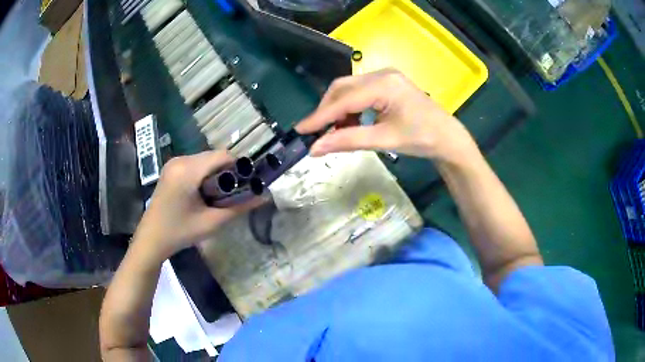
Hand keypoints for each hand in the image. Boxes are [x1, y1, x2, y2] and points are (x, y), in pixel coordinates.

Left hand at [133, 151, 259, 260]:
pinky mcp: (170, 169)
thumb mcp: (211, 222)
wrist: (151, 239)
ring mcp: (173, 163)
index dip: (238, 167)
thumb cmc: (180, 232)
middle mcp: (180, 160)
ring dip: (215, 173)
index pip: (222, 156)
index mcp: (188, 170)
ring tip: (217, 195)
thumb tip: (264, 197)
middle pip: (213, 156)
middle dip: (227, 172)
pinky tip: (202, 192)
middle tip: (231, 194)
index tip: (244, 185)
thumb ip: (239, 208)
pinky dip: (204, 174)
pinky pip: (194, 164)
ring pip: (204, 160)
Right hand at [296, 68, 476, 160]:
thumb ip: (347, 141)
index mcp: (383, 85)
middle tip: (317, 133)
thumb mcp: (383, 140)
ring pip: (348, 89)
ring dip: (338, 109)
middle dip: (327, 110)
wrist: (447, 137)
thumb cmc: (421, 139)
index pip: (343, 100)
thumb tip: (314, 148)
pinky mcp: (387, 83)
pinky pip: (359, 91)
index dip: (320, 116)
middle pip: (342, 88)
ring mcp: (385, 77)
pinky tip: (351, 123)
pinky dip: (350, 107)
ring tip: (336, 132)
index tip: (300, 131)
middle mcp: (381, 74)